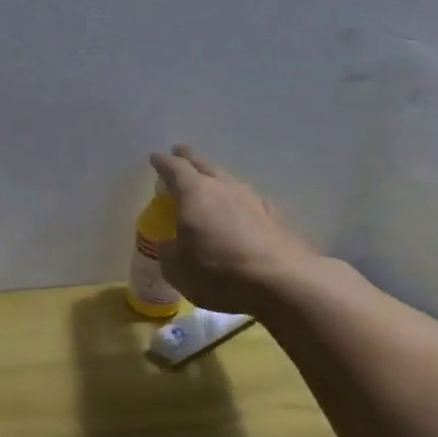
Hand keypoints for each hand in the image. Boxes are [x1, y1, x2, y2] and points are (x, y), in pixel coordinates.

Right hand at [150, 145, 322, 312]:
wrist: (282, 282)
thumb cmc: (218, 272)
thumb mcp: (177, 269)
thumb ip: (169, 251)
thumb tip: (171, 245)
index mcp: (195, 193)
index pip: (174, 168)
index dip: (163, 163)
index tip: (155, 157)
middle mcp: (224, 188)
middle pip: (205, 166)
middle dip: (191, 160)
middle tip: (182, 154)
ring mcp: (253, 200)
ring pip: (229, 181)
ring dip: (216, 180)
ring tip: (210, 184)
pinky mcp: (275, 217)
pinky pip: (249, 201)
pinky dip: (238, 203)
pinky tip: (240, 212)